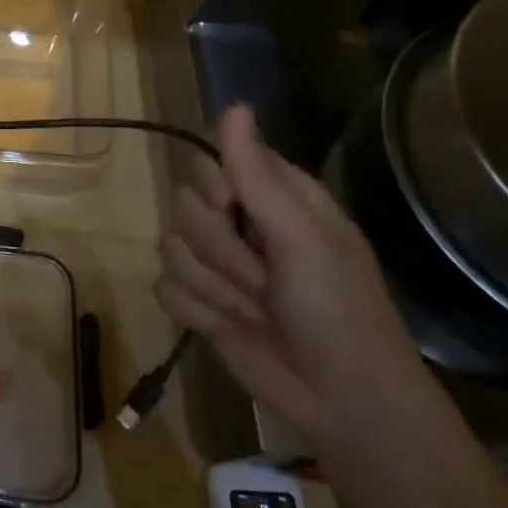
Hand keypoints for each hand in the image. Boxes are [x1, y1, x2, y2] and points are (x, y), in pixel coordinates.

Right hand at [155, 104, 433, 449]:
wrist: (342, 402)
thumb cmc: (338, 310)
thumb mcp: (304, 238)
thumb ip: (258, 175)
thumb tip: (233, 105)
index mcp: (272, 197)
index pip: (211, 162)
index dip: (213, 187)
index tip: (233, 210)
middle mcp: (239, 224)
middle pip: (183, 206)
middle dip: (219, 251)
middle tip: (265, 279)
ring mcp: (216, 265)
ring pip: (170, 248)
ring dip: (213, 288)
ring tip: (256, 312)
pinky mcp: (198, 302)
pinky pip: (164, 287)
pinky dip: (196, 311)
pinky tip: (228, 328)